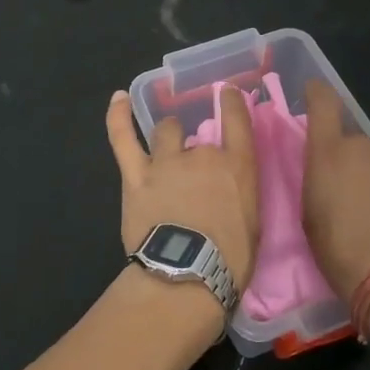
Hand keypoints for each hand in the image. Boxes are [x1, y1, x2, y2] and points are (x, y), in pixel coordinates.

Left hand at [105, 86, 258, 295]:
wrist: (186, 276)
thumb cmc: (229, 261)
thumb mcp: (251, 225)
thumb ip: (239, 197)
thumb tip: (227, 194)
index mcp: (237, 167)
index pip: (238, 121)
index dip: (232, 103)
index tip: (228, 93)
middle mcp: (202, 155)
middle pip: (197, 138)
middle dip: (195, 151)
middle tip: (192, 175)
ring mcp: (166, 163)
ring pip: (164, 132)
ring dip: (166, 136)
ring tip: (165, 145)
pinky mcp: (136, 176)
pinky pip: (123, 138)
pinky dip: (118, 116)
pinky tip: (118, 99)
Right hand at [302, 79, 369, 297]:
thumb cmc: (336, 246)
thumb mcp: (308, 212)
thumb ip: (316, 179)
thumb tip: (324, 169)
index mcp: (330, 150)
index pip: (323, 102)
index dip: (316, 92)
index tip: (311, 91)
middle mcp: (364, 149)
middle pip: (348, 140)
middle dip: (339, 155)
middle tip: (330, 186)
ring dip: (362, 176)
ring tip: (356, 210)